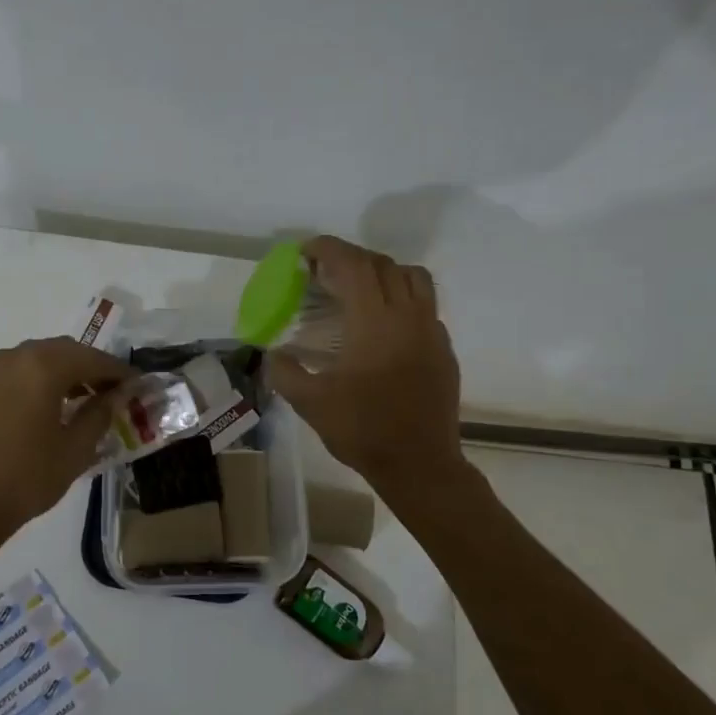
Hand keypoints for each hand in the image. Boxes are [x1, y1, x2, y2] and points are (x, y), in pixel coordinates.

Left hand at [0, 336, 129, 541]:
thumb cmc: (26, 478)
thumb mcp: (75, 450)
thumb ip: (100, 414)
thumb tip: (117, 394)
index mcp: (43, 367)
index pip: (92, 359)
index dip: (118, 371)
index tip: (137, 383)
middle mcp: (14, 358)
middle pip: (63, 351)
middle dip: (90, 366)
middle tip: (110, 390)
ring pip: (35, 359)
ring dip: (62, 372)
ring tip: (80, 400)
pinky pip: (14, 375)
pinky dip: (35, 382)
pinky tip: (44, 409)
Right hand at [266, 236, 463, 489]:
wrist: (420, 464)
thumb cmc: (363, 430)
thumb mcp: (311, 403)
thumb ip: (284, 372)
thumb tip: (271, 354)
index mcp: (374, 322)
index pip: (353, 265)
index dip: (328, 249)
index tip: (305, 252)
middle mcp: (408, 316)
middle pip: (383, 264)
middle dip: (351, 258)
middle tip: (324, 271)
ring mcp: (431, 331)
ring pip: (413, 278)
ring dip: (383, 272)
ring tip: (359, 289)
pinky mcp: (444, 349)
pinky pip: (425, 306)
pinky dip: (401, 299)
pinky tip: (383, 327)